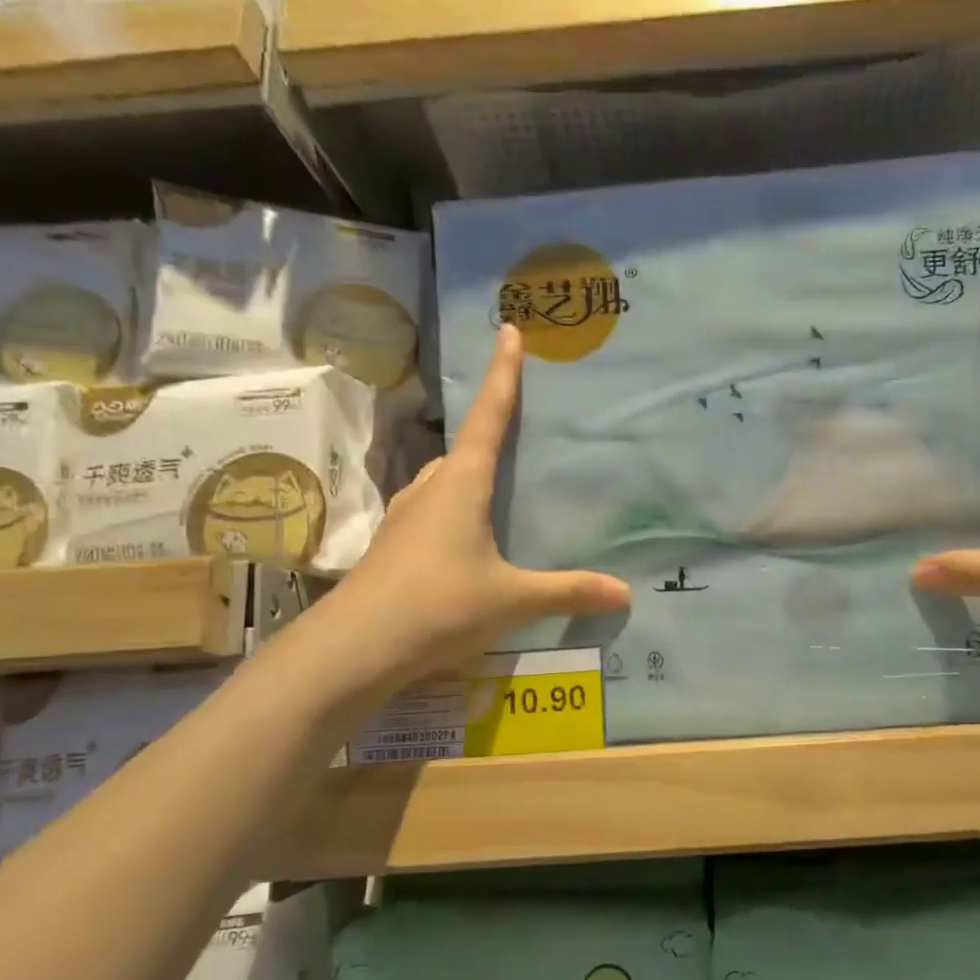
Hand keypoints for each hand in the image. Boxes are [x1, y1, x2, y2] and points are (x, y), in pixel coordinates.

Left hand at [309, 325, 629, 698]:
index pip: (488, 417)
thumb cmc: (440, 605)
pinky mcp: (393, 548)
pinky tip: (466, 541)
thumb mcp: (512, 599)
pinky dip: (453, 511)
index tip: (509, 332)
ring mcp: (405, 519)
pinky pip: (431, 513)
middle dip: (487, 429)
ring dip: (467, 474)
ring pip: (442, 481)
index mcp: (461, 484)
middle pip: (463, 447)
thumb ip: (568, 592)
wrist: (355, 647)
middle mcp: (430, 490)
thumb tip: (624, 592)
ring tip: (495, 486)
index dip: (503, 375)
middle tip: (517, 424)